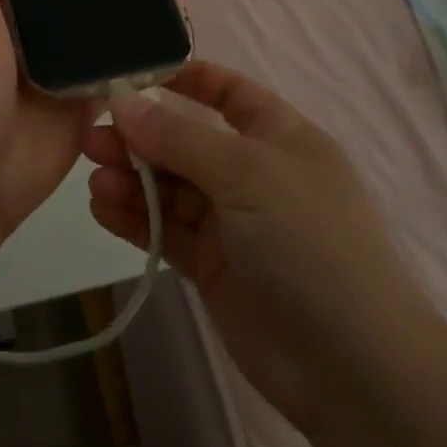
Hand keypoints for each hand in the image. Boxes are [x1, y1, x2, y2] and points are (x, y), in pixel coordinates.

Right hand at [84, 61, 423, 435]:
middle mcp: (254, 174)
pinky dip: (135, 218)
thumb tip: (122, 101)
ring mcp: (233, 223)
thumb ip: (178, 137)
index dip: (186, 80)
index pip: (229, 93)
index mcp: (279, 137)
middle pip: (187, 141)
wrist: (354, 370)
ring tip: (93, 175)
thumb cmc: (308, 242)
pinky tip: (101, 208)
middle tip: (92, 136)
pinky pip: (167, 230)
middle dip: (142, 136)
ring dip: (132, 179)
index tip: (134, 76)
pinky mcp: (214, 267)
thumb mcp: (245, 173)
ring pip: (171, 188)